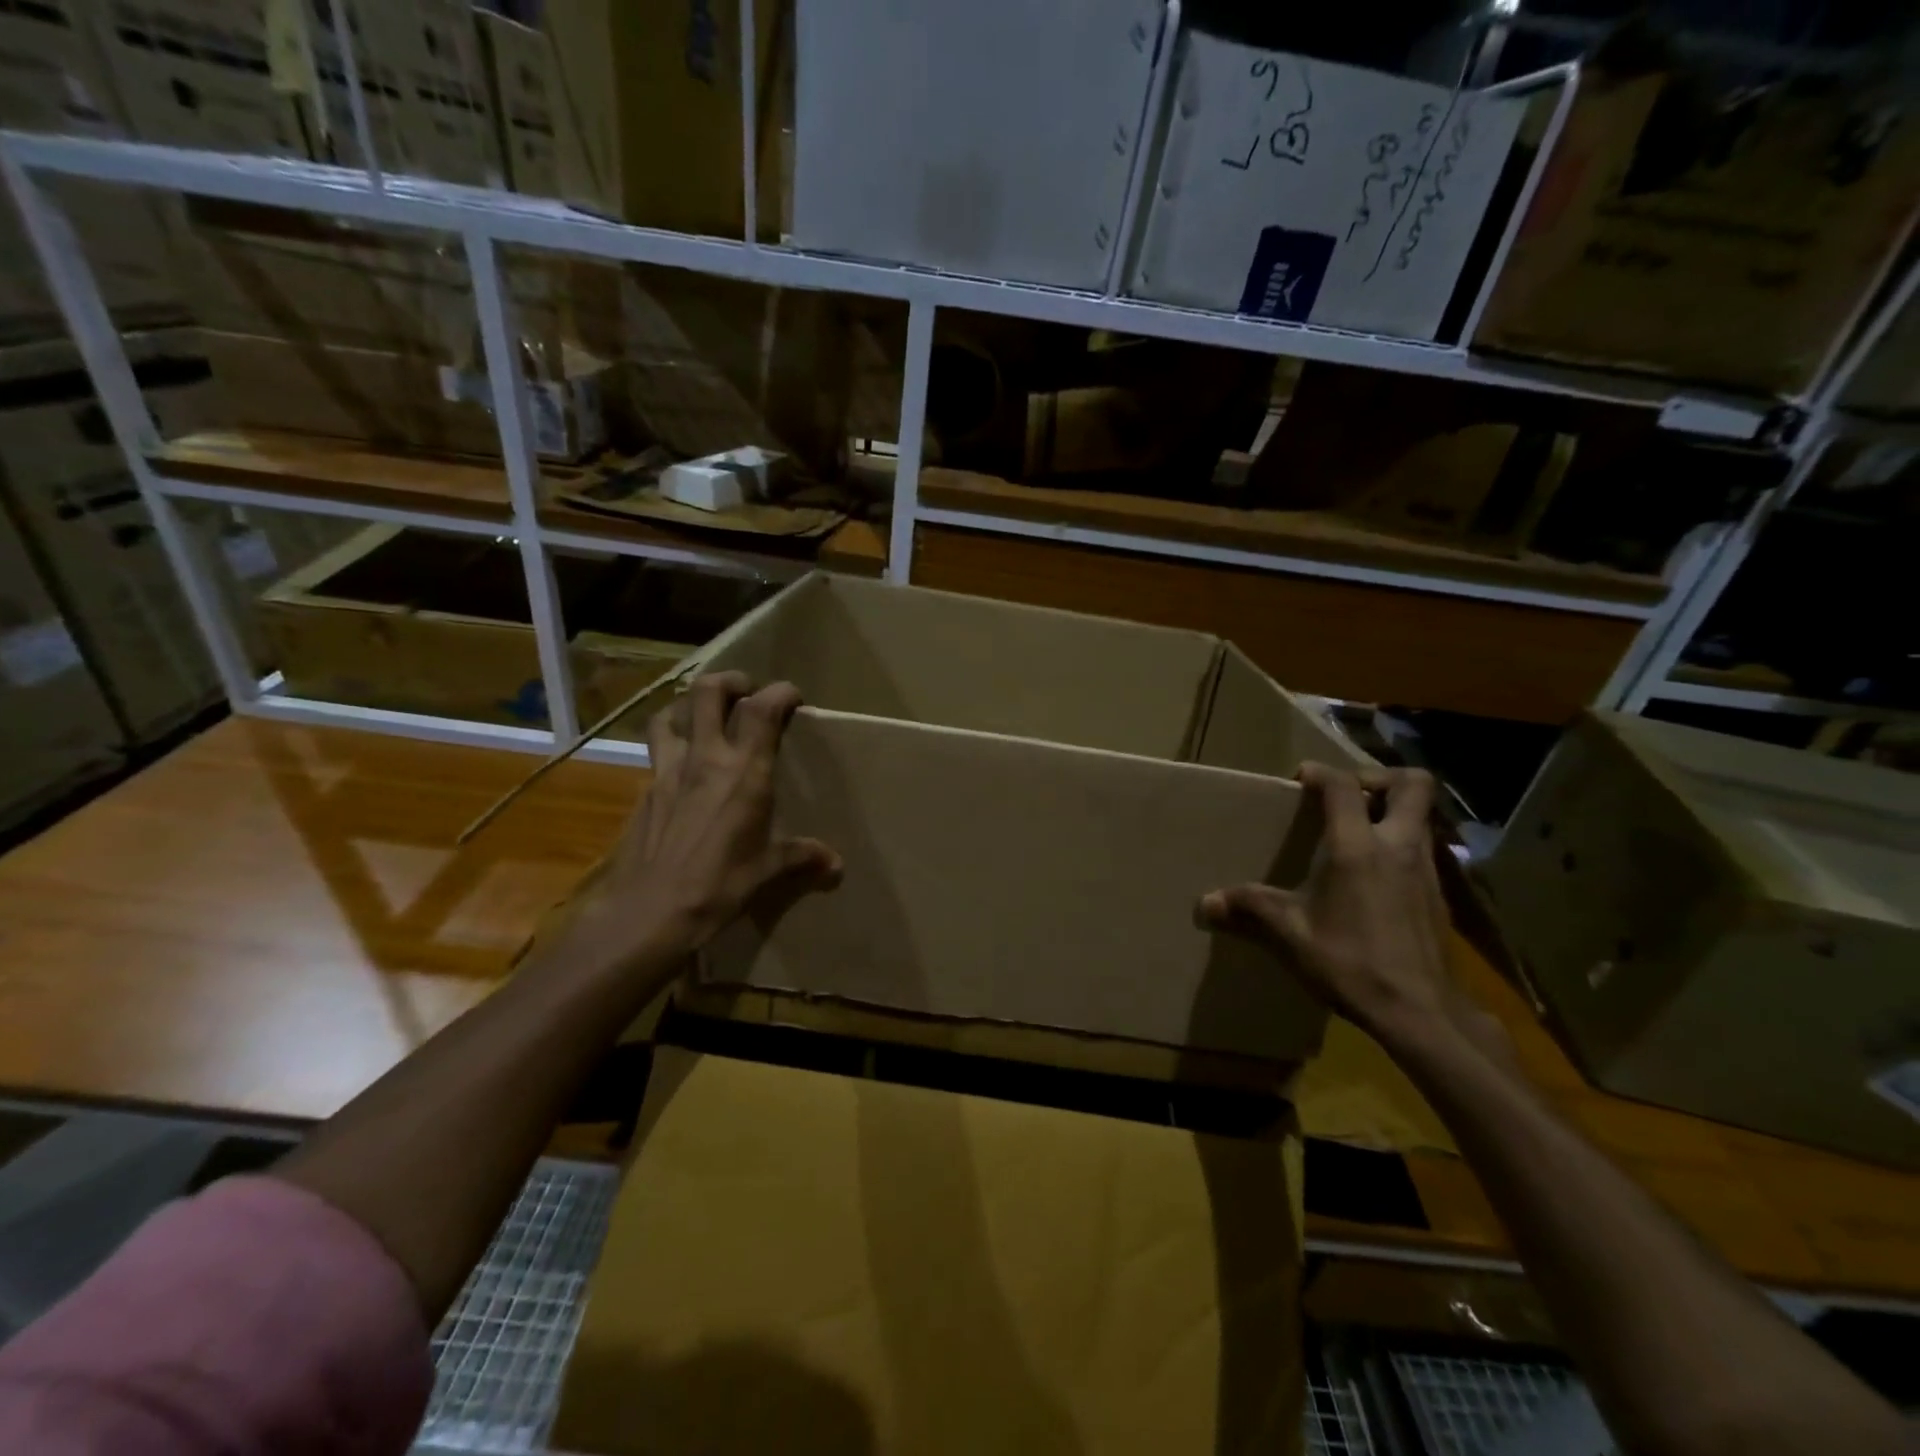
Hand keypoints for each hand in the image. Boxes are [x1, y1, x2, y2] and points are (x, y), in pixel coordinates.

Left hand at [556, 672, 842, 979]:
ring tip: (704, 719)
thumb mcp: (766, 871)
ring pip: (671, 713)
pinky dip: (670, 745)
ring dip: (689, 707)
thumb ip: (801, 857)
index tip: (793, 697)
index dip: (780, 692)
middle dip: (730, 682)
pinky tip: (681, 770)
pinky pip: (656, 751)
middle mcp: (705, 759)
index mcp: (744, 772)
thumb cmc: (718, 886)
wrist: (648, 911)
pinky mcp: (645, 790)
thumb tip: (835, 864)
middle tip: (746, 693)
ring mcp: (668, 770)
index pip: (762, 709)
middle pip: (708, 691)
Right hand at [1197, 763, 1502, 1055]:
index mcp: (1358, 847)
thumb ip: (1249, 909)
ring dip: (1395, 811)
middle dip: (1380, 778)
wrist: (1420, 1011)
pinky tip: (1376, 876)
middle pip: (1413, 784)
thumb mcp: (1290, 934)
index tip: (1301, 779)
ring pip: (1424, 817)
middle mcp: (1399, 847)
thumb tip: (1205, 903)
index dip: (1322, 772)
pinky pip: (1424, 849)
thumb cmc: (1351, 962)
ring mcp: (1428, 870)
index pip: (1344, 786)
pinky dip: (1402, 845)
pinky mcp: (1440, 896)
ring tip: (1359, 832)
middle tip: (1349, 795)